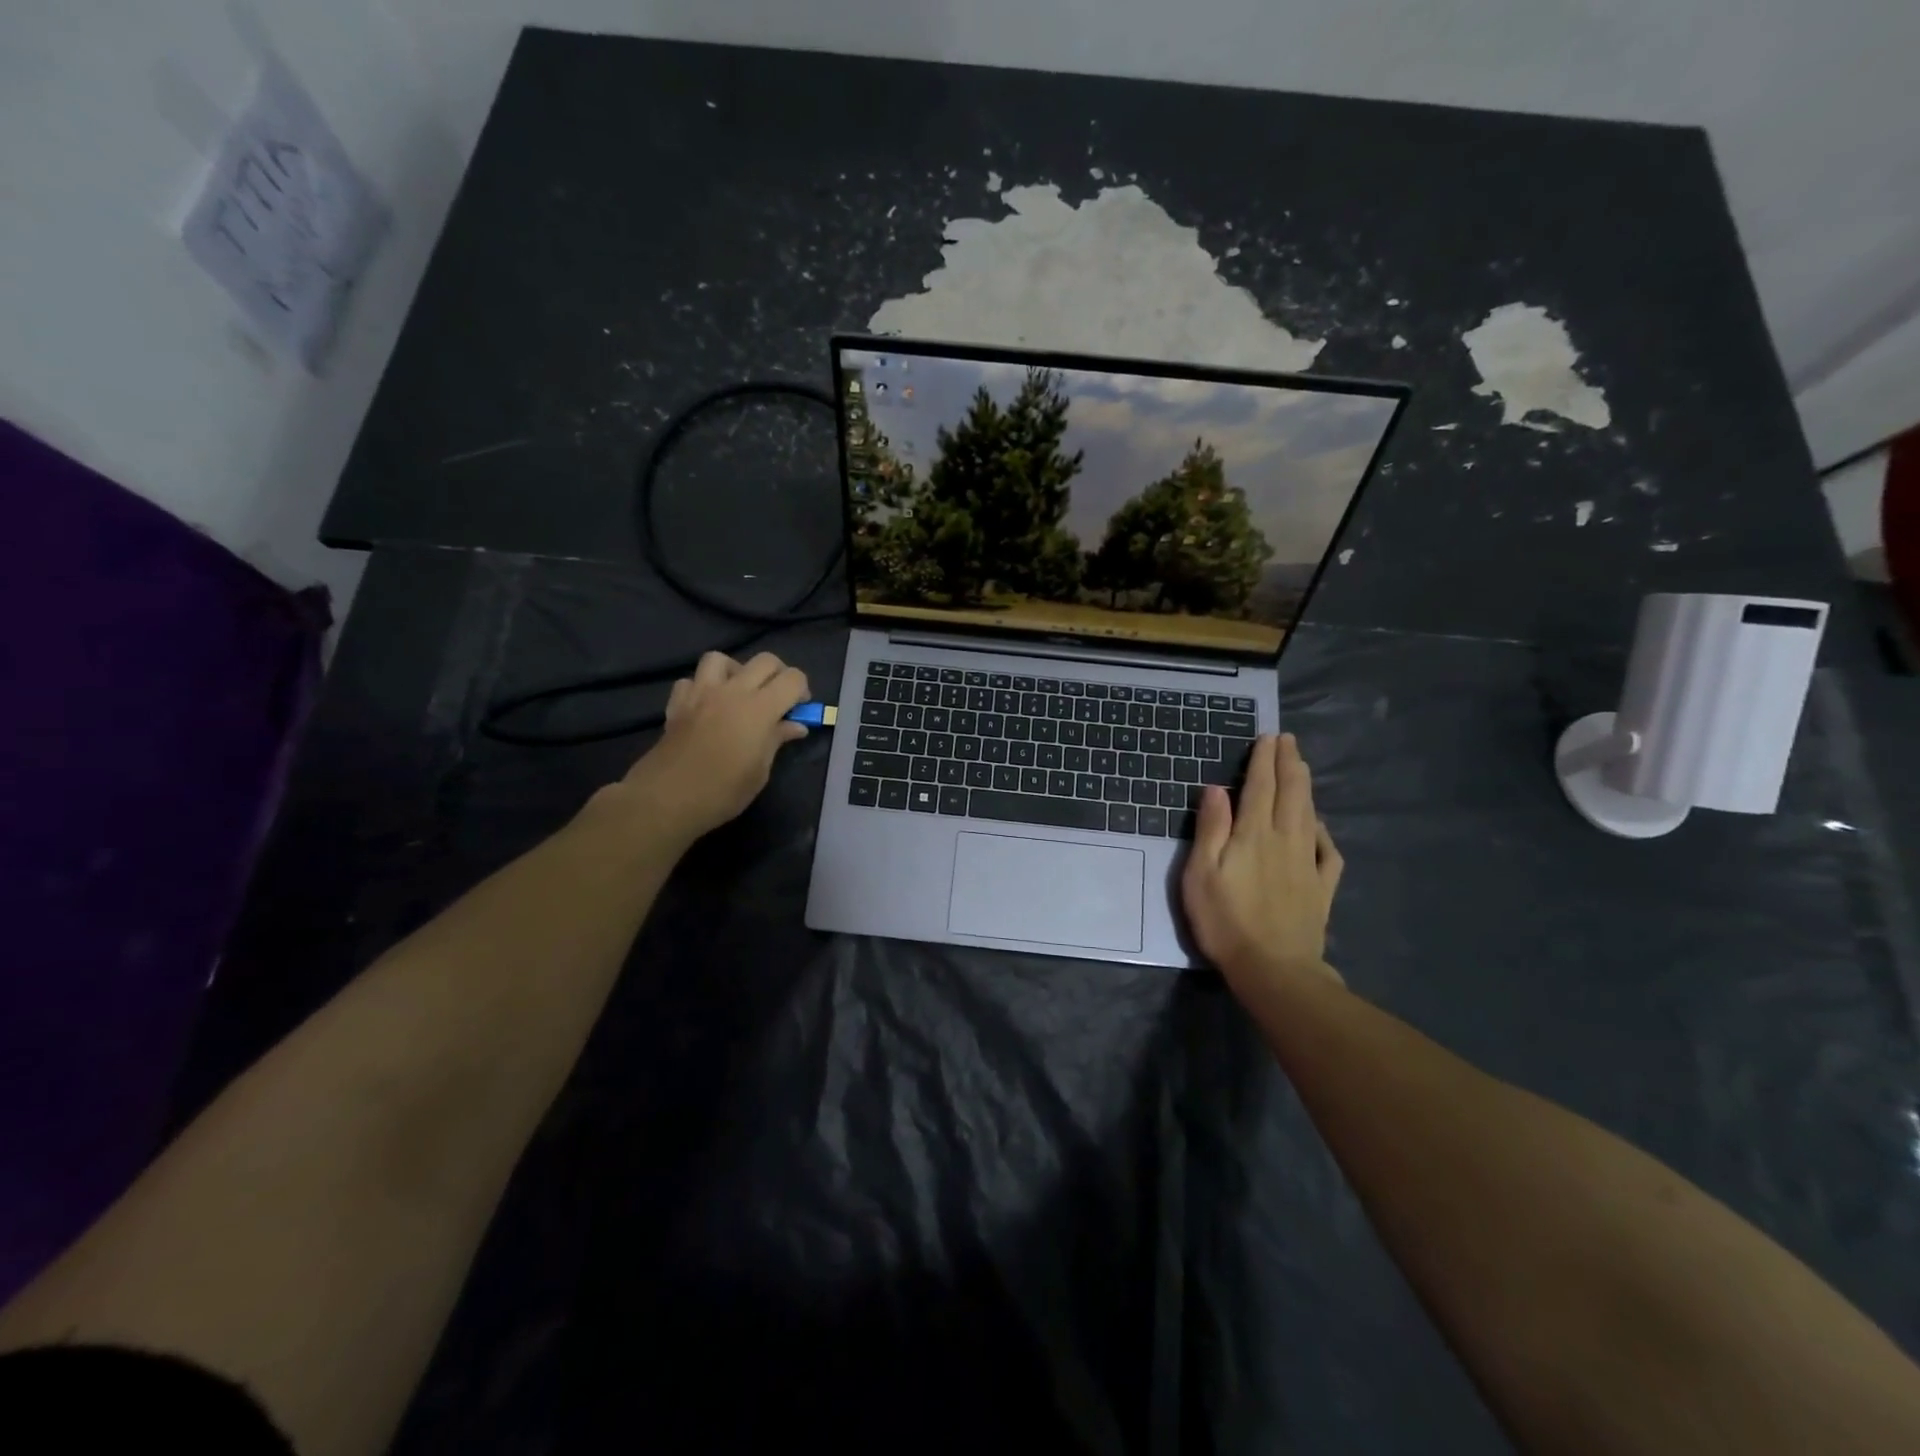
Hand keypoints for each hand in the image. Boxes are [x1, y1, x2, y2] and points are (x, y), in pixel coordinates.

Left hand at [612, 650, 809, 840]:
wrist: (667, 800)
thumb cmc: (722, 791)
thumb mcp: (760, 771)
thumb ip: (777, 740)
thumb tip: (795, 726)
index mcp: (760, 708)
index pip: (793, 678)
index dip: (802, 690)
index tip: (799, 709)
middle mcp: (732, 691)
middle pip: (764, 660)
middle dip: (778, 674)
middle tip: (778, 698)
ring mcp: (701, 693)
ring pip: (721, 659)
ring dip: (735, 670)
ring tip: (738, 693)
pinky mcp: (677, 703)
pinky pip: (691, 680)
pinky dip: (701, 687)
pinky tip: (706, 706)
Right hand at [1181, 734, 1344, 992]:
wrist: (1274, 968)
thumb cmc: (1225, 920)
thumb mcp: (1201, 873)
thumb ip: (1210, 829)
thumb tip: (1215, 789)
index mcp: (1254, 834)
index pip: (1260, 787)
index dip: (1263, 760)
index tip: (1268, 737)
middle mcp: (1285, 840)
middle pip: (1291, 793)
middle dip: (1289, 763)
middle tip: (1288, 741)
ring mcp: (1308, 864)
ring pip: (1310, 815)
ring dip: (1305, 787)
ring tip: (1302, 767)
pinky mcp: (1321, 888)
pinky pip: (1328, 852)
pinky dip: (1324, 832)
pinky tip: (1319, 826)